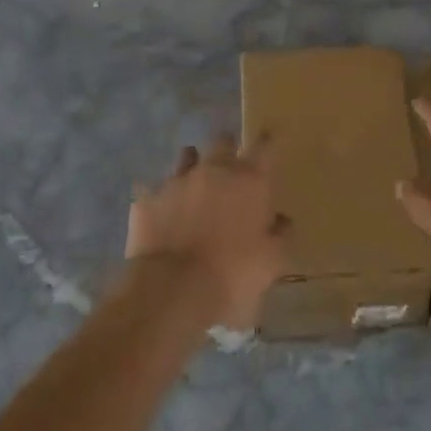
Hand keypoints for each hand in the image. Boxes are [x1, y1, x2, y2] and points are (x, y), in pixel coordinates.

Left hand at [125, 136, 289, 330]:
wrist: (173, 289)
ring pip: (187, 155)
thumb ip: (280, 235)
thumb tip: (282, 220)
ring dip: (193, 164)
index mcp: (250, 180)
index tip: (268, 142)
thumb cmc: (233, 273)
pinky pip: (155, 188)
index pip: (265, 146)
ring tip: (195, 184)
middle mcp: (215, 169)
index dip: (267, 142)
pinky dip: (162, 197)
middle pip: (223, 141)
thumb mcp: (272, 262)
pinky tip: (162, 213)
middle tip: (230, 168)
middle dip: (228, 149)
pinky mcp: (148, 198)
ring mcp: (178, 180)